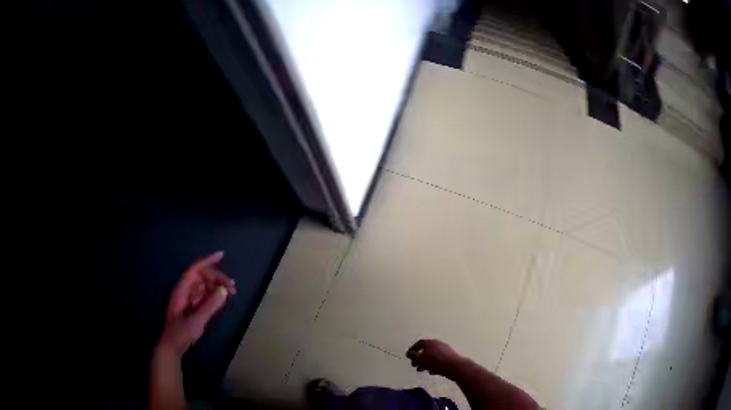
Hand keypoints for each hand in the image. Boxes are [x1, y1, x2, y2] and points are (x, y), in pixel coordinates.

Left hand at [158, 251, 236, 356]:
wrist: (171, 347)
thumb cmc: (180, 334)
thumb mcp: (196, 321)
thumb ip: (210, 306)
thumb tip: (223, 290)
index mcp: (181, 290)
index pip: (194, 269)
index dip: (207, 261)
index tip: (221, 255)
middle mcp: (184, 291)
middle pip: (201, 276)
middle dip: (217, 277)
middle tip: (232, 287)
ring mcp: (187, 299)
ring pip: (203, 285)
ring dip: (216, 285)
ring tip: (230, 293)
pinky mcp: (191, 307)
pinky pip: (203, 295)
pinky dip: (213, 294)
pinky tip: (222, 299)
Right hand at [407, 339, 464, 376]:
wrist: (454, 366)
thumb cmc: (435, 361)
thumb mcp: (421, 359)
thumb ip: (414, 357)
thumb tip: (410, 354)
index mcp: (430, 342)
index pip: (418, 344)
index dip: (412, 350)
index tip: (408, 356)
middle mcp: (437, 344)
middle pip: (425, 350)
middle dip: (419, 358)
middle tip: (415, 365)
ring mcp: (444, 350)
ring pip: (431, 356)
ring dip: (425, 363)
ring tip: (423, 370)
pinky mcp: (449, 357)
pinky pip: (438, 360)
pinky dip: (433, 365)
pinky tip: (432, 371)